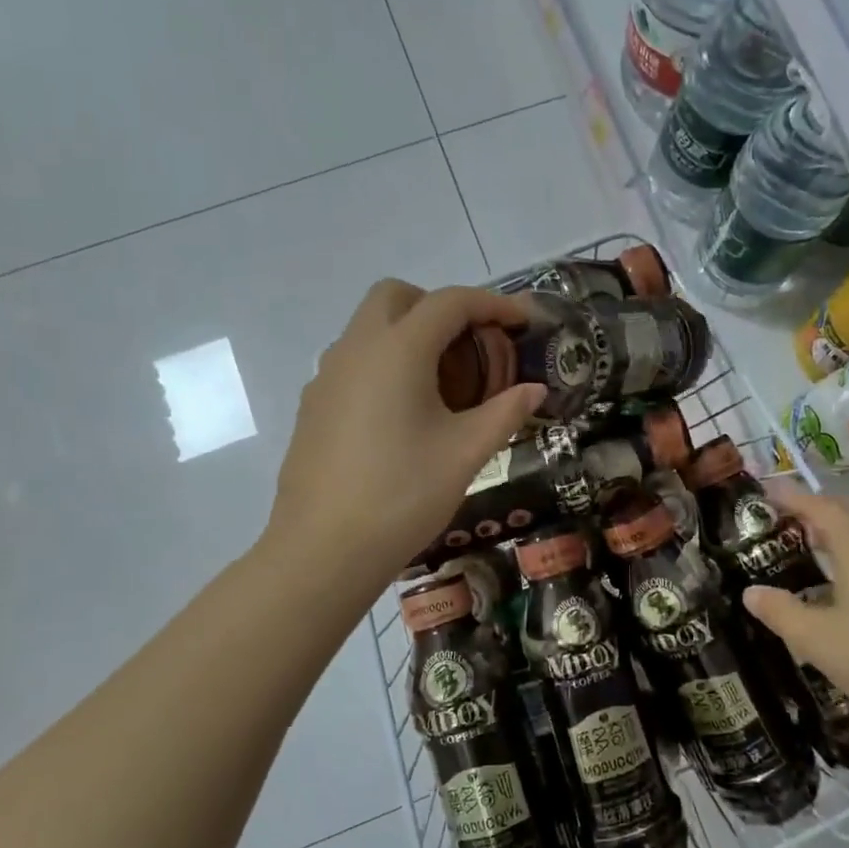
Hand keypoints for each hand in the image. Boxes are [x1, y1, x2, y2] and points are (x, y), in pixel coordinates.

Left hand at [271, 280, 545, 587]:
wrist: (323, 550)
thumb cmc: (403, 495)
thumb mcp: (466, 453)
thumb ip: (505, 412)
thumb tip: (535, 391)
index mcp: (397, 350)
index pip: (450, 302)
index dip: (492, 304)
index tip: (522, 321)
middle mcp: (356, 348)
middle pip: (397, 296)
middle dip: (440, 306)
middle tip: (472, 344)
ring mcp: (327, 375)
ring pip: (369, 326)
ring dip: (409, 333)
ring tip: (442, 382)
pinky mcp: (313, 404)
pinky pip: (353, 360)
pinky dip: (384, 362)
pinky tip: (402, 413)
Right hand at [740, 482, 848, 755]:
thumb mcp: (819, 641)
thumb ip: (781, 612)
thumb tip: (751, 592)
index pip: (819, 505)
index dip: (790, 496)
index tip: (764, 490)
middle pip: (848, 513)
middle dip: (814, 511)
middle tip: (782, 521)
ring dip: (838, 534)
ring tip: (809, 549)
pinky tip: (848, 588)